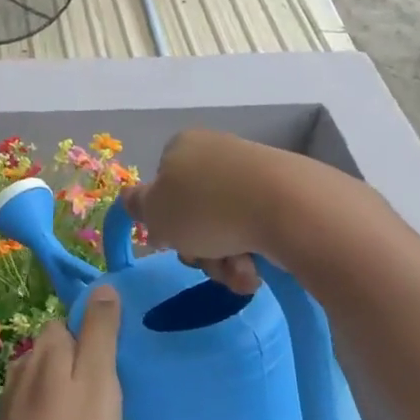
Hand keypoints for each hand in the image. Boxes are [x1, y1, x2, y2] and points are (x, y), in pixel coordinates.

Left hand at [0, 287, 123, 419]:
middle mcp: (25, 364)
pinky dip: (54, 414)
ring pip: (47, 378)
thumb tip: (103, 286)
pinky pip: (38, 406)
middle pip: (58, 348)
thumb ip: (101, 332)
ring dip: (67, 389)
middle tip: (111, 391)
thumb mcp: (98, 381)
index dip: (94, 332)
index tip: (117, 358)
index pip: (69, 319)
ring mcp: (12, 397)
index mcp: (48, 348)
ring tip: (93, 417)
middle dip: (81, 361)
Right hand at [120, 130, 295, 294]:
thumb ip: (137, 206)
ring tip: (239, 272)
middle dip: (199, 249)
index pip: (162, 187)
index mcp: (183, 147)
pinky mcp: (285, 195)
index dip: (165, 220)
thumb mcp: (155, 211)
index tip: (172, 241)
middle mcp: (217, 154)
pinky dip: (252, 255)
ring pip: (225, 229)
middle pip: (195, 213)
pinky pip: (257, 231)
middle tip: (207, 261)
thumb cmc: (206, 208)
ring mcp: (254, 174)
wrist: (287, 207)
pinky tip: (257, 269)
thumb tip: (131, 198)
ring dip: (225, 261)